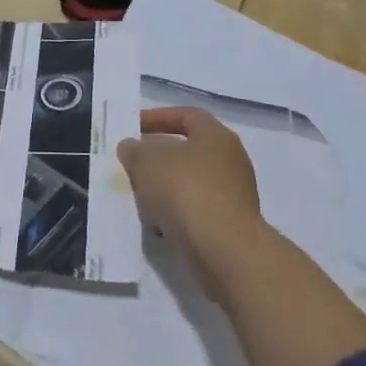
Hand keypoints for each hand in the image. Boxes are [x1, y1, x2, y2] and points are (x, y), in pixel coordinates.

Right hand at [117, 106, 262, 281]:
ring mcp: (234, 194)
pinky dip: (177, 213)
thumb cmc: (185, 191)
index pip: (186, 115)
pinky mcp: (231, 225)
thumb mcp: (146, 163)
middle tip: (134, 163)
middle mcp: (231, 160)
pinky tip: (157, 224)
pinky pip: (197, 210)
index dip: (158, 118)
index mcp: (216, 136)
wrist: (223, 249)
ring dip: (166, 188)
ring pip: (191, 183)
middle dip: (159, 157)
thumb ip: (134, 151)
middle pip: (189, 151)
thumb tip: (131, 147)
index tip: (133, 128)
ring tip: (140, 196)